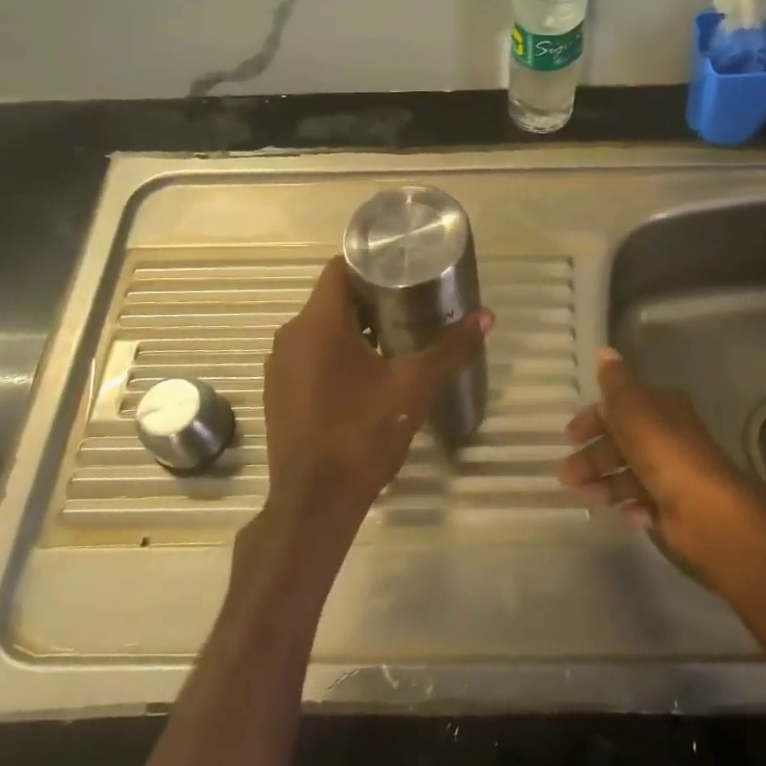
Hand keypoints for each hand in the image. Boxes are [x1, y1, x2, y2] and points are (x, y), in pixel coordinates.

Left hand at [257, 257, 492, 547]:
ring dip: (355, 328)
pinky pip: (309, 355)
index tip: (404, 269)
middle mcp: (290, 336)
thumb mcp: (413, 388)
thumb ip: (449, 349)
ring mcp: (280, 366)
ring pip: (320, 329)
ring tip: (396, 336)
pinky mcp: (279, 391)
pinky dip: (336, 353)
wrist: (314, 501)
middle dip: (371, 298)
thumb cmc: (362, 435)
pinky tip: (367, 374)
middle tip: (412, 304)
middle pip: (332, 299)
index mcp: (318, 324)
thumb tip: (486, 317)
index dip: (371, 264)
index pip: (339, 269)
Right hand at [558, 347, 765, 576]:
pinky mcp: (675, 507)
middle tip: (567, 476)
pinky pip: (645, 504)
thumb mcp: (632, 407)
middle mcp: (668, 437)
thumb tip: (604, 351)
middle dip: (592, 458)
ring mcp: (672, 474)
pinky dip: (632, 508)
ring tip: (590, 498)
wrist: (706, 509)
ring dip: (606, 485)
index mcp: (661, 408)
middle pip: (621, 443)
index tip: (568, 437)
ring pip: (629, 475)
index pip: (620, 407)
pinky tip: (628, 513)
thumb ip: (615, 382)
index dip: (593, 419)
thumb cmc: (663, 451)